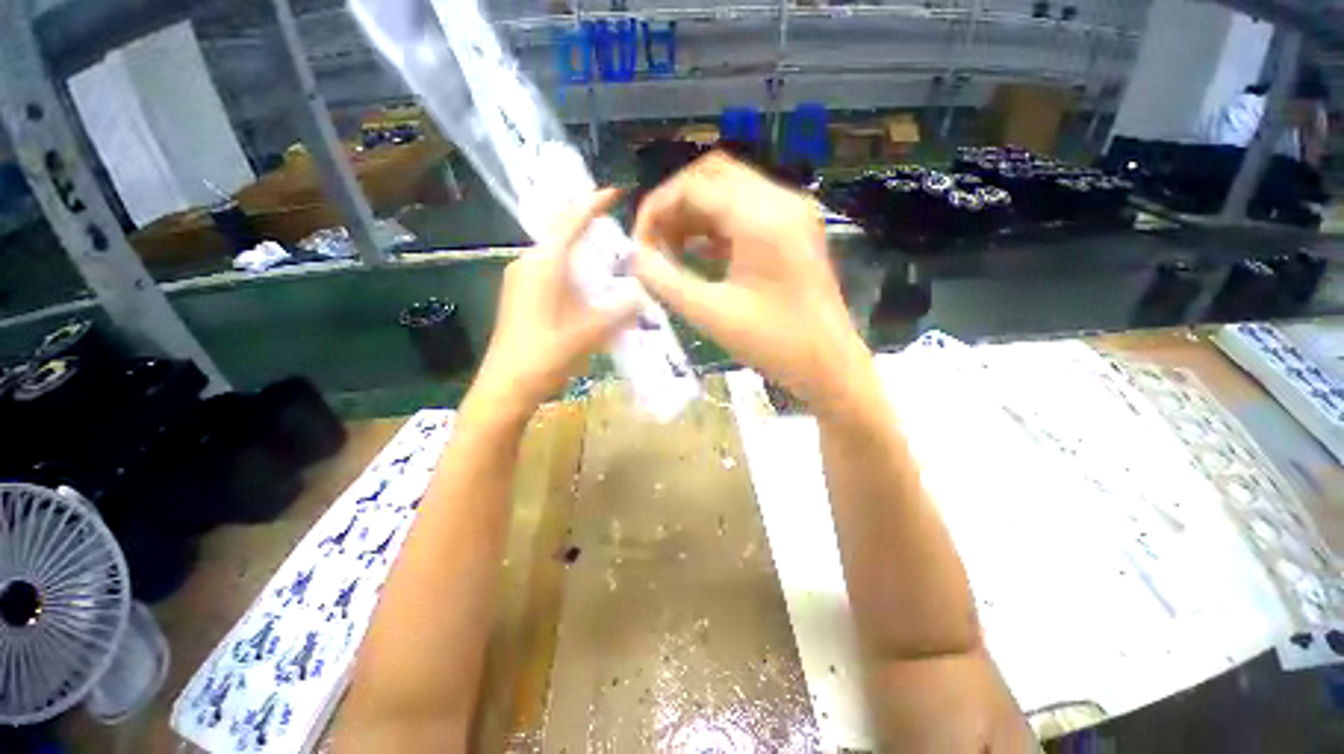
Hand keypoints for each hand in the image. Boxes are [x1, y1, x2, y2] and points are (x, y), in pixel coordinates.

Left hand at [467, 189, 635, 422]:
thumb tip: (641, 295)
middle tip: (618, 233)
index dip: (593, 204)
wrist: (506, 388)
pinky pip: (550, 272)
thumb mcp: (591, 332)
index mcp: (544, 264)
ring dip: (582, 255)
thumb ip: (620, 311)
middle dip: (589, 229)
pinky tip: (588, 289)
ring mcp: (520, 281)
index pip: (570, 221)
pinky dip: (572, 272)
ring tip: (609, 261)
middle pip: (561, 234)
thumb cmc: (547, 355)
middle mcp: (528, 264)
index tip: (615, 192)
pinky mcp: (519, 297)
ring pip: (556, 256)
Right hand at [632, 153, 876, 417]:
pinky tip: (698, 254)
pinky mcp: (794, 230)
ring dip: (694, 214)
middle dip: (674, 206)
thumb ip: (664, 281)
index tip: (638, 246)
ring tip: (670, 251)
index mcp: (760, 218)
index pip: (692, 187)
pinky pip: (746, 211)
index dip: (656, 210)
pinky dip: (716, 226)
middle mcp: (780, 201)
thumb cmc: (773, 344)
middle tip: (654, 244)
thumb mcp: (710, 314)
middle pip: (711, 177)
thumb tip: (633, 257)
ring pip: (729, 191)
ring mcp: (791, 213)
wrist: (829, 365)